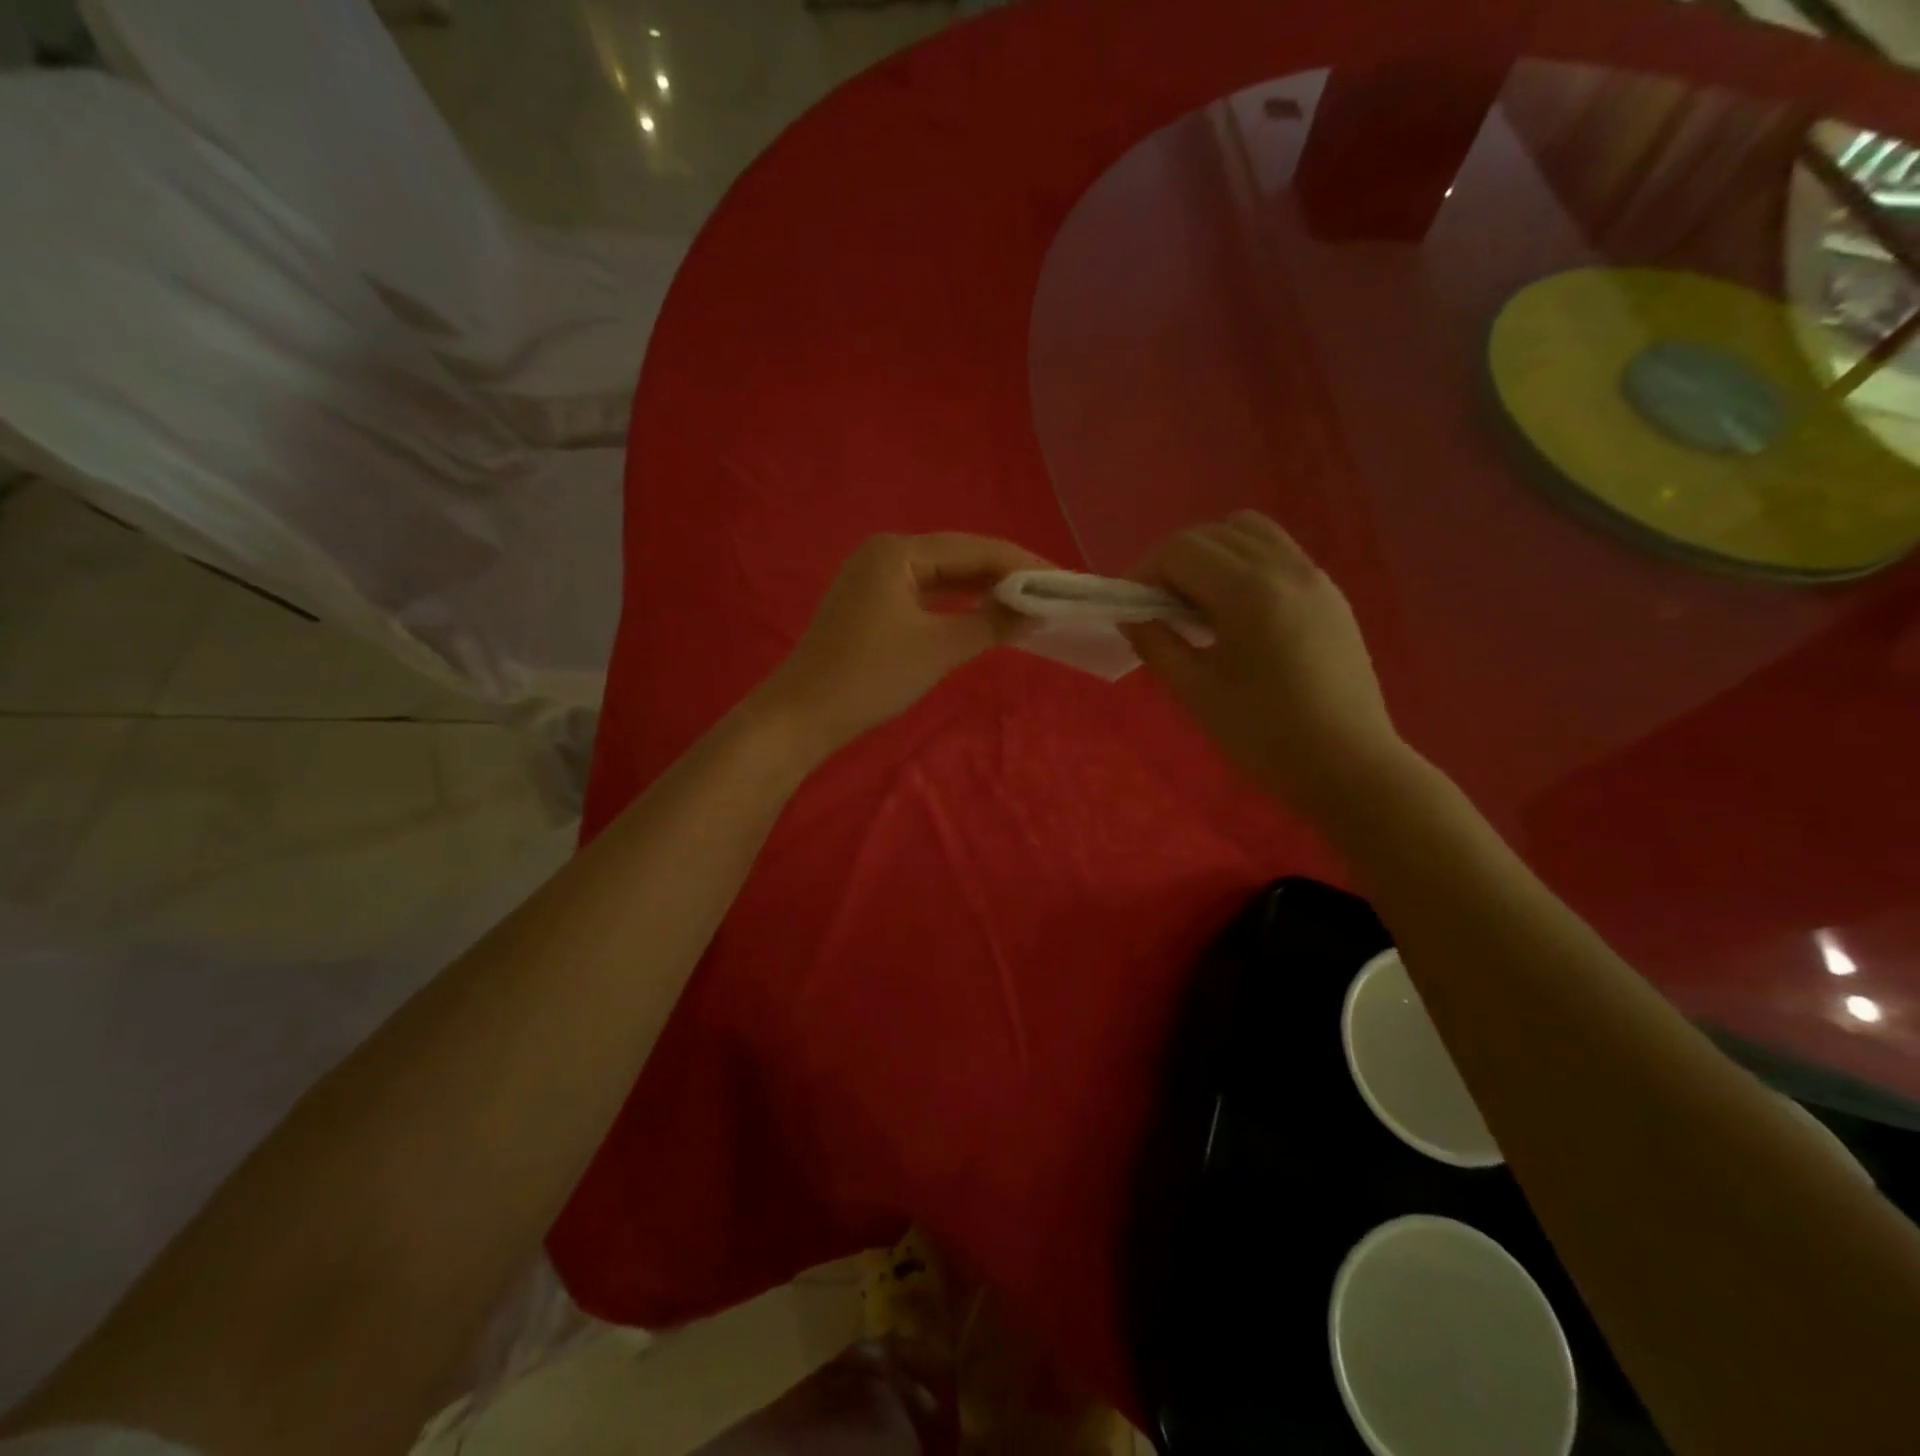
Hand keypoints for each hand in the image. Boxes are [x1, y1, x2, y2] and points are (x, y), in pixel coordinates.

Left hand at [754, 533, 1050, 760]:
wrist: (802, 716)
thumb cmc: (870, 677)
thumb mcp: (937, 649)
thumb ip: (991, 623)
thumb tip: (1037, 609)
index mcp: (899, 551)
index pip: (976, 548)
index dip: (1025, 565)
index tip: (1066, 582)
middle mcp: (887, 552)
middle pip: (961, 557)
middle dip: (1008, 576)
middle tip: (1054, 595)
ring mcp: (877, 577)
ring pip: (945, 576)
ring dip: (985, 590)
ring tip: (1031, 604)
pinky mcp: (874, 603)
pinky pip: (928, 594)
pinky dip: (958, 605)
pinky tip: (986, 613)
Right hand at [1121, 512, 1405, 809]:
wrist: (1348, 765)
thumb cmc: (1265, 734)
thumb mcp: (1197, 692)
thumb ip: (1157, 646)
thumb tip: (1131, 618)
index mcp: (1248, 592)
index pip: (1181, 550)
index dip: (1145, 571)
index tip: (1131, 607)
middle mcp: (1284, 568)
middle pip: (1214, 533)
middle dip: (1175, 561)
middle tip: (1159, 607)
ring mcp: (1313, 577)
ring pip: (1251, 532)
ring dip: (1213, 553)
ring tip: (1198, 602)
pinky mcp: (1330, 594)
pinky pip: (1279, 553)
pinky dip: (1245, 564)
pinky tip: (1237, 612)